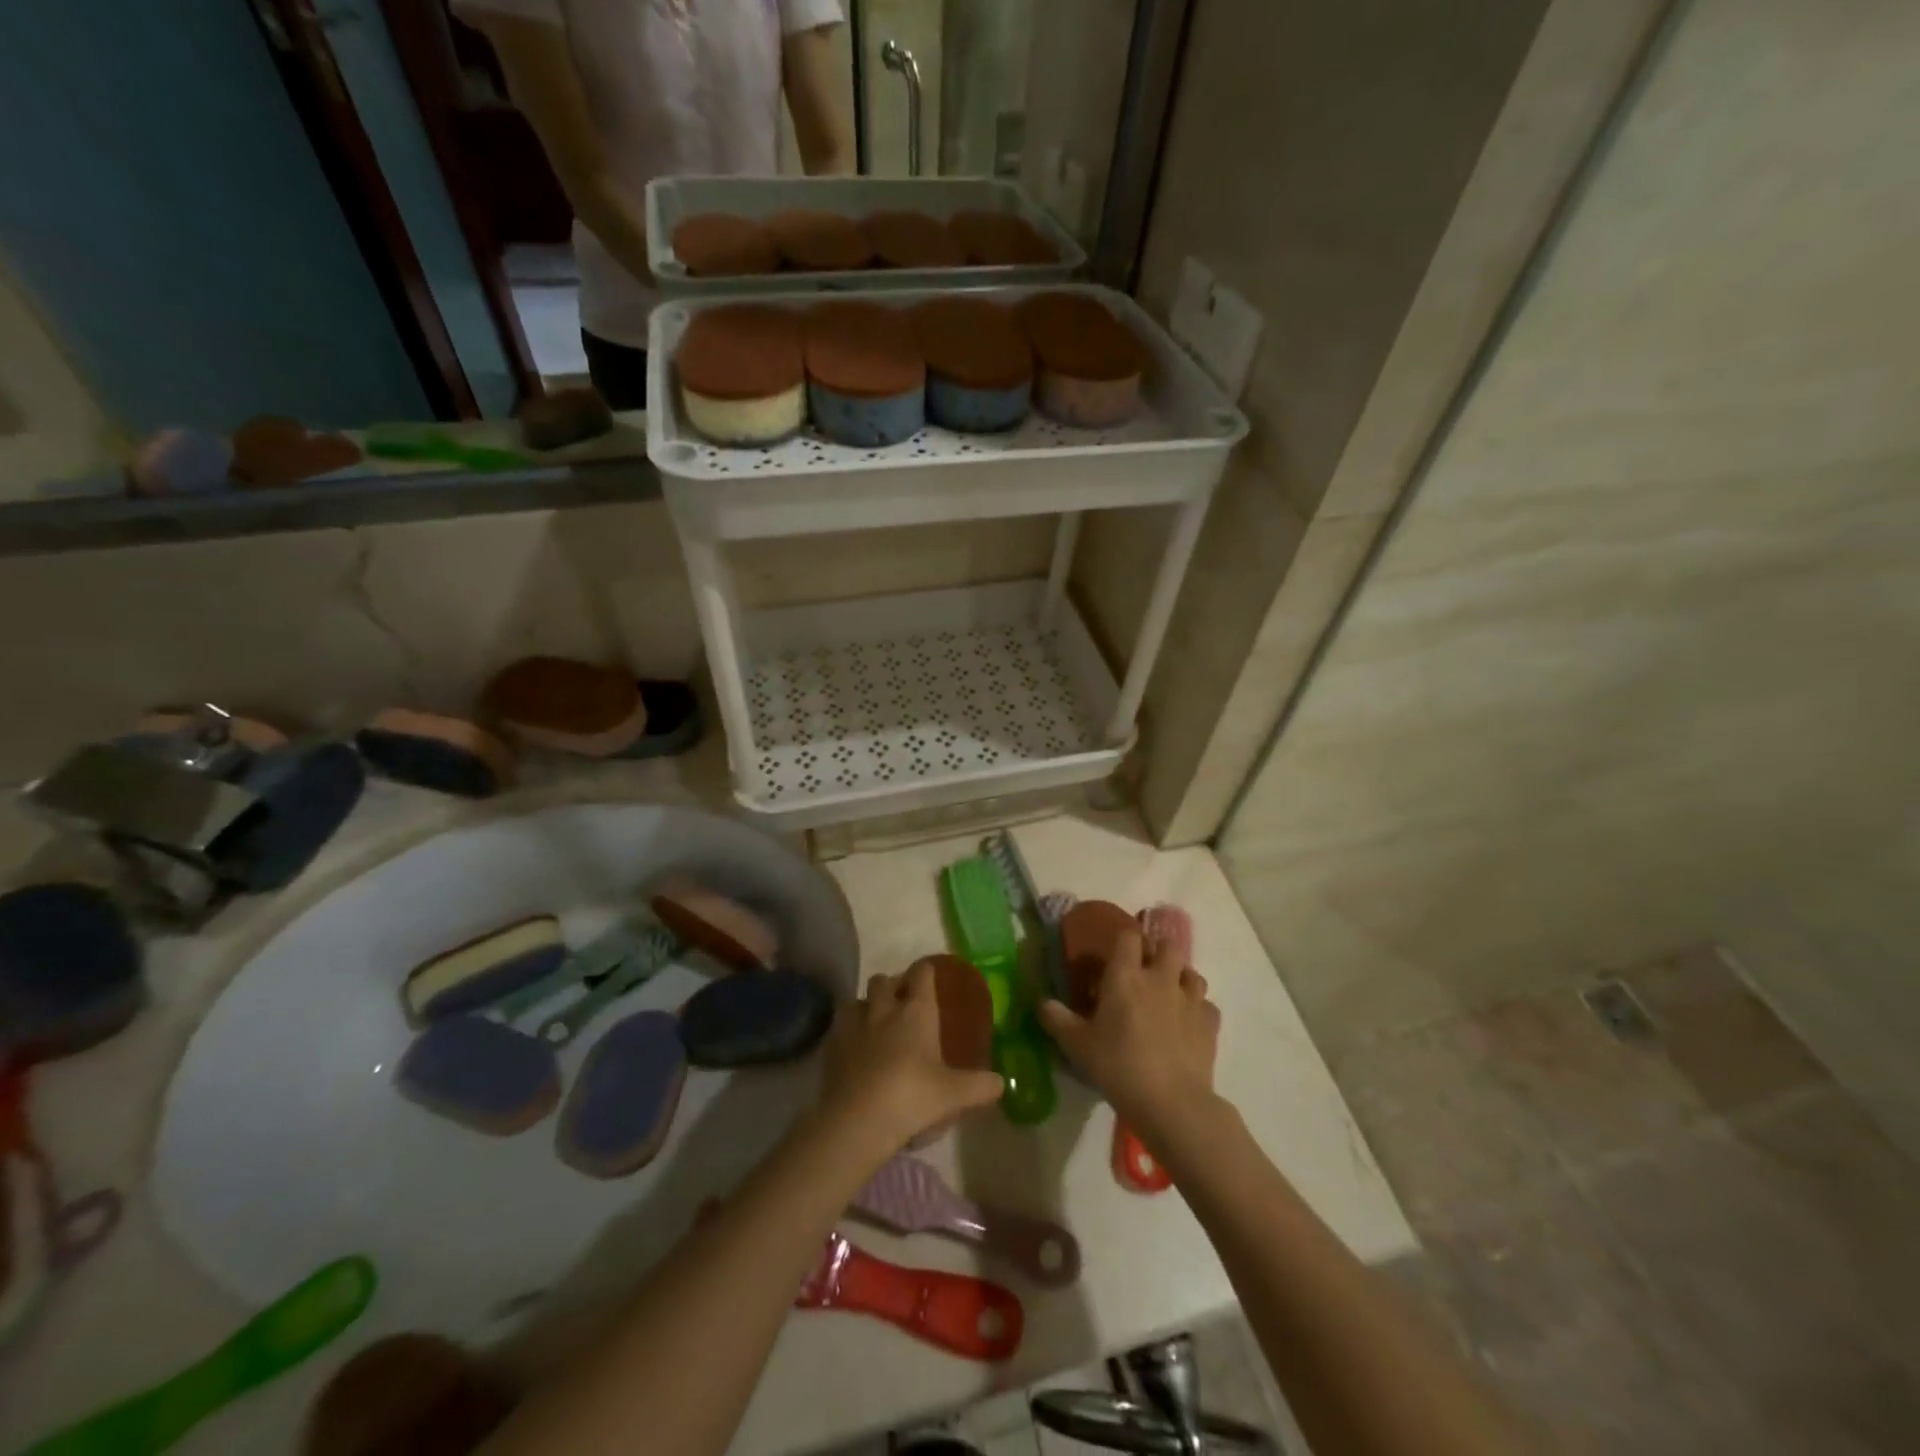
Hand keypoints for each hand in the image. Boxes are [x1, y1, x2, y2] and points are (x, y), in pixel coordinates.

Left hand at [820, 961, 1003, 1151]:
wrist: (858, 1119)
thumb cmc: (913, 1096)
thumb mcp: (955, 1094)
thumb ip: (981, 1086)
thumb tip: (1002, 1083)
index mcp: (916, 1011)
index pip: (921, 974)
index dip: (926, 971)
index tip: (929, 975)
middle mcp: (883, 1008)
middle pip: (883, 980)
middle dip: (892, 985)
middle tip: (901, 1002)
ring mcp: (853, 1025)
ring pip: (856, 999)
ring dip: (865, 1005)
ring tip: (873, 1022)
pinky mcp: (831, 1046)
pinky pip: (838, 1027)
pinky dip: (846, 1031)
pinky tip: (852, 1047)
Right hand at [1039, 926, 1220, 1138]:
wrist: (1172, 1102)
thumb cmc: (1118, 1066)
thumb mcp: (1077, 1045)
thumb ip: (1056, 1019)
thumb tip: (1041, 1001)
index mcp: (1125, 976)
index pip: (1128, 936)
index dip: (1123, 938)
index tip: (1116, 951)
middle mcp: (1160, 979)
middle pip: (1168, 946)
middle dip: (1158, 951)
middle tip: (1145, 969)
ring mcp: (1190, 1000)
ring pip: (1192, 973)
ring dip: (1181, 977)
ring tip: (1169, 993)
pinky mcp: (1210, 1024)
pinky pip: (1207, 1005)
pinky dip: (1198, 1009)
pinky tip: (1188, 1023)